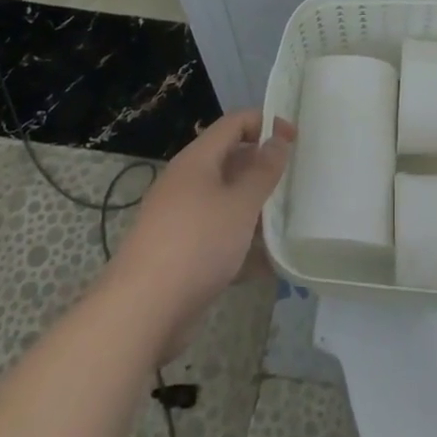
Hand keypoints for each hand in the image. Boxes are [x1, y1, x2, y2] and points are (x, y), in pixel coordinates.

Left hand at [109, 110, 294, 357]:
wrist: (141, 313)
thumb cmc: (197, 244)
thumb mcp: (240, 203)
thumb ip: (263, 170)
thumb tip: (278, 139)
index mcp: (197, 161)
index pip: (235, 123)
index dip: (266, 123)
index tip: (296, 140)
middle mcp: (187, 183)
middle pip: (231, 161)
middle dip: (264, 169)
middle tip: (295, 182)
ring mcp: (182, 220)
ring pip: (227, 202)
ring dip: (256, 209)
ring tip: (288, 222)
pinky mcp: (182, 254)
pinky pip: (219, 236)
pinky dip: (242, 244)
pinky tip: (268, 264)